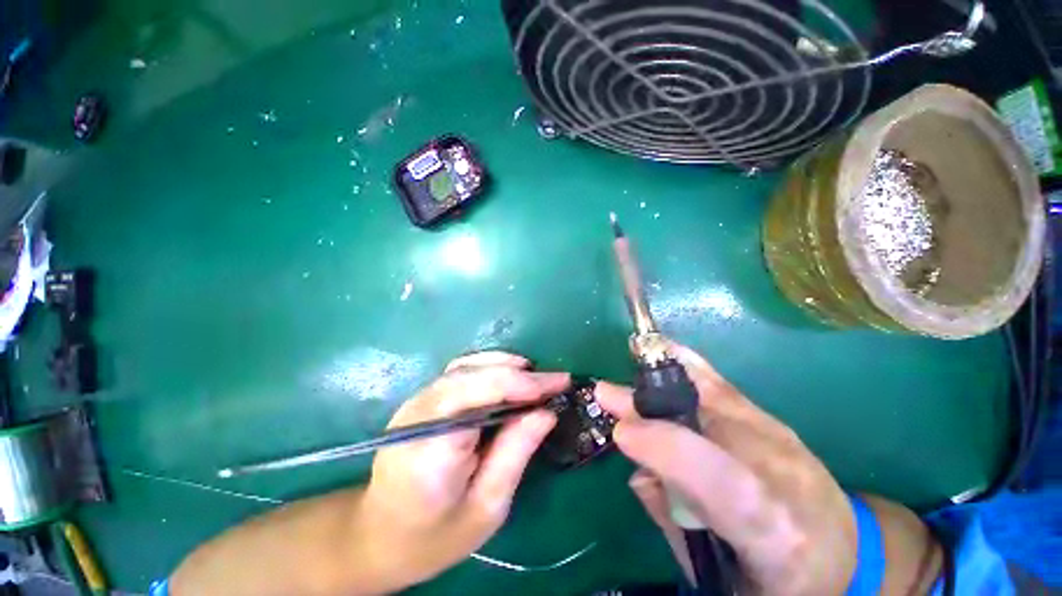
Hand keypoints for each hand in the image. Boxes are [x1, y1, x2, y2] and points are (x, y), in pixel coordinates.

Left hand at [361, 352, 567, 587]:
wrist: (378, 536)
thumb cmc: (434, 536)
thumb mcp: (487, 506)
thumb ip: (516, 452)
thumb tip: (547, 412)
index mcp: (432, 447)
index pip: (478, 393)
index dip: (521, 383)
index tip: (558, 383)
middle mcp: (419, 414)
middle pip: (472, 374)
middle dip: (518, 374)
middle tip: (554, 380)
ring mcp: (416, 402)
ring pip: (466, 366)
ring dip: (505, 366)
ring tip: (536, 377)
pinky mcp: (422, 400)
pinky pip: (460, 372)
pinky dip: (490, 368)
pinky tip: (509, 376)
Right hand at [595, 343, 856, 595]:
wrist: (846, 554)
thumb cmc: (778, 580)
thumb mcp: (720, 577)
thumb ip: (673, 522)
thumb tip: (635, 469)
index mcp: (776, 532)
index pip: (724, 483)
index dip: (668, 450)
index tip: (620, 432)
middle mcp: (784, 472)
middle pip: (711, 424)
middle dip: (651, 406)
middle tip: (607, 394)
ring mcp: (782, 437)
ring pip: (716, 395)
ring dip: (666, 380)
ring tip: (632, 363)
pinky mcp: (773, 419)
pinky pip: (722, 384)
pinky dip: (690, 366)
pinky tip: (666, 351)